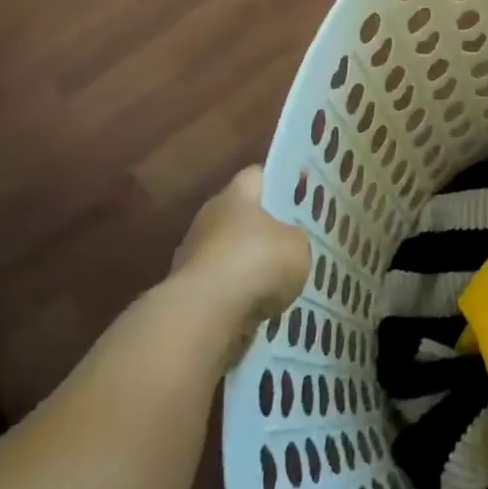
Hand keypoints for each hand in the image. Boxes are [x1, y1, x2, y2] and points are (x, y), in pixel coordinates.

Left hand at [169, 167, 310, 334]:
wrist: (205, 313)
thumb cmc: (257, 262)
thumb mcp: (298, 245)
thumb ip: (296, 237)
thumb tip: (288, 242)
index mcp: (236, 195)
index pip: (258, 175)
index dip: (279, 180)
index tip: (300, 190)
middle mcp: (210, 217)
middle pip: (242, 213)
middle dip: (265, 225)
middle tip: (293, 235)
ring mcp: (193, 253)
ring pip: (230, 249)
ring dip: (249, 261)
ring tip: (279, 275)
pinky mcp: (187, 288)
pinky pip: (221, 281)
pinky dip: (238, 290)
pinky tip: (260, 302)